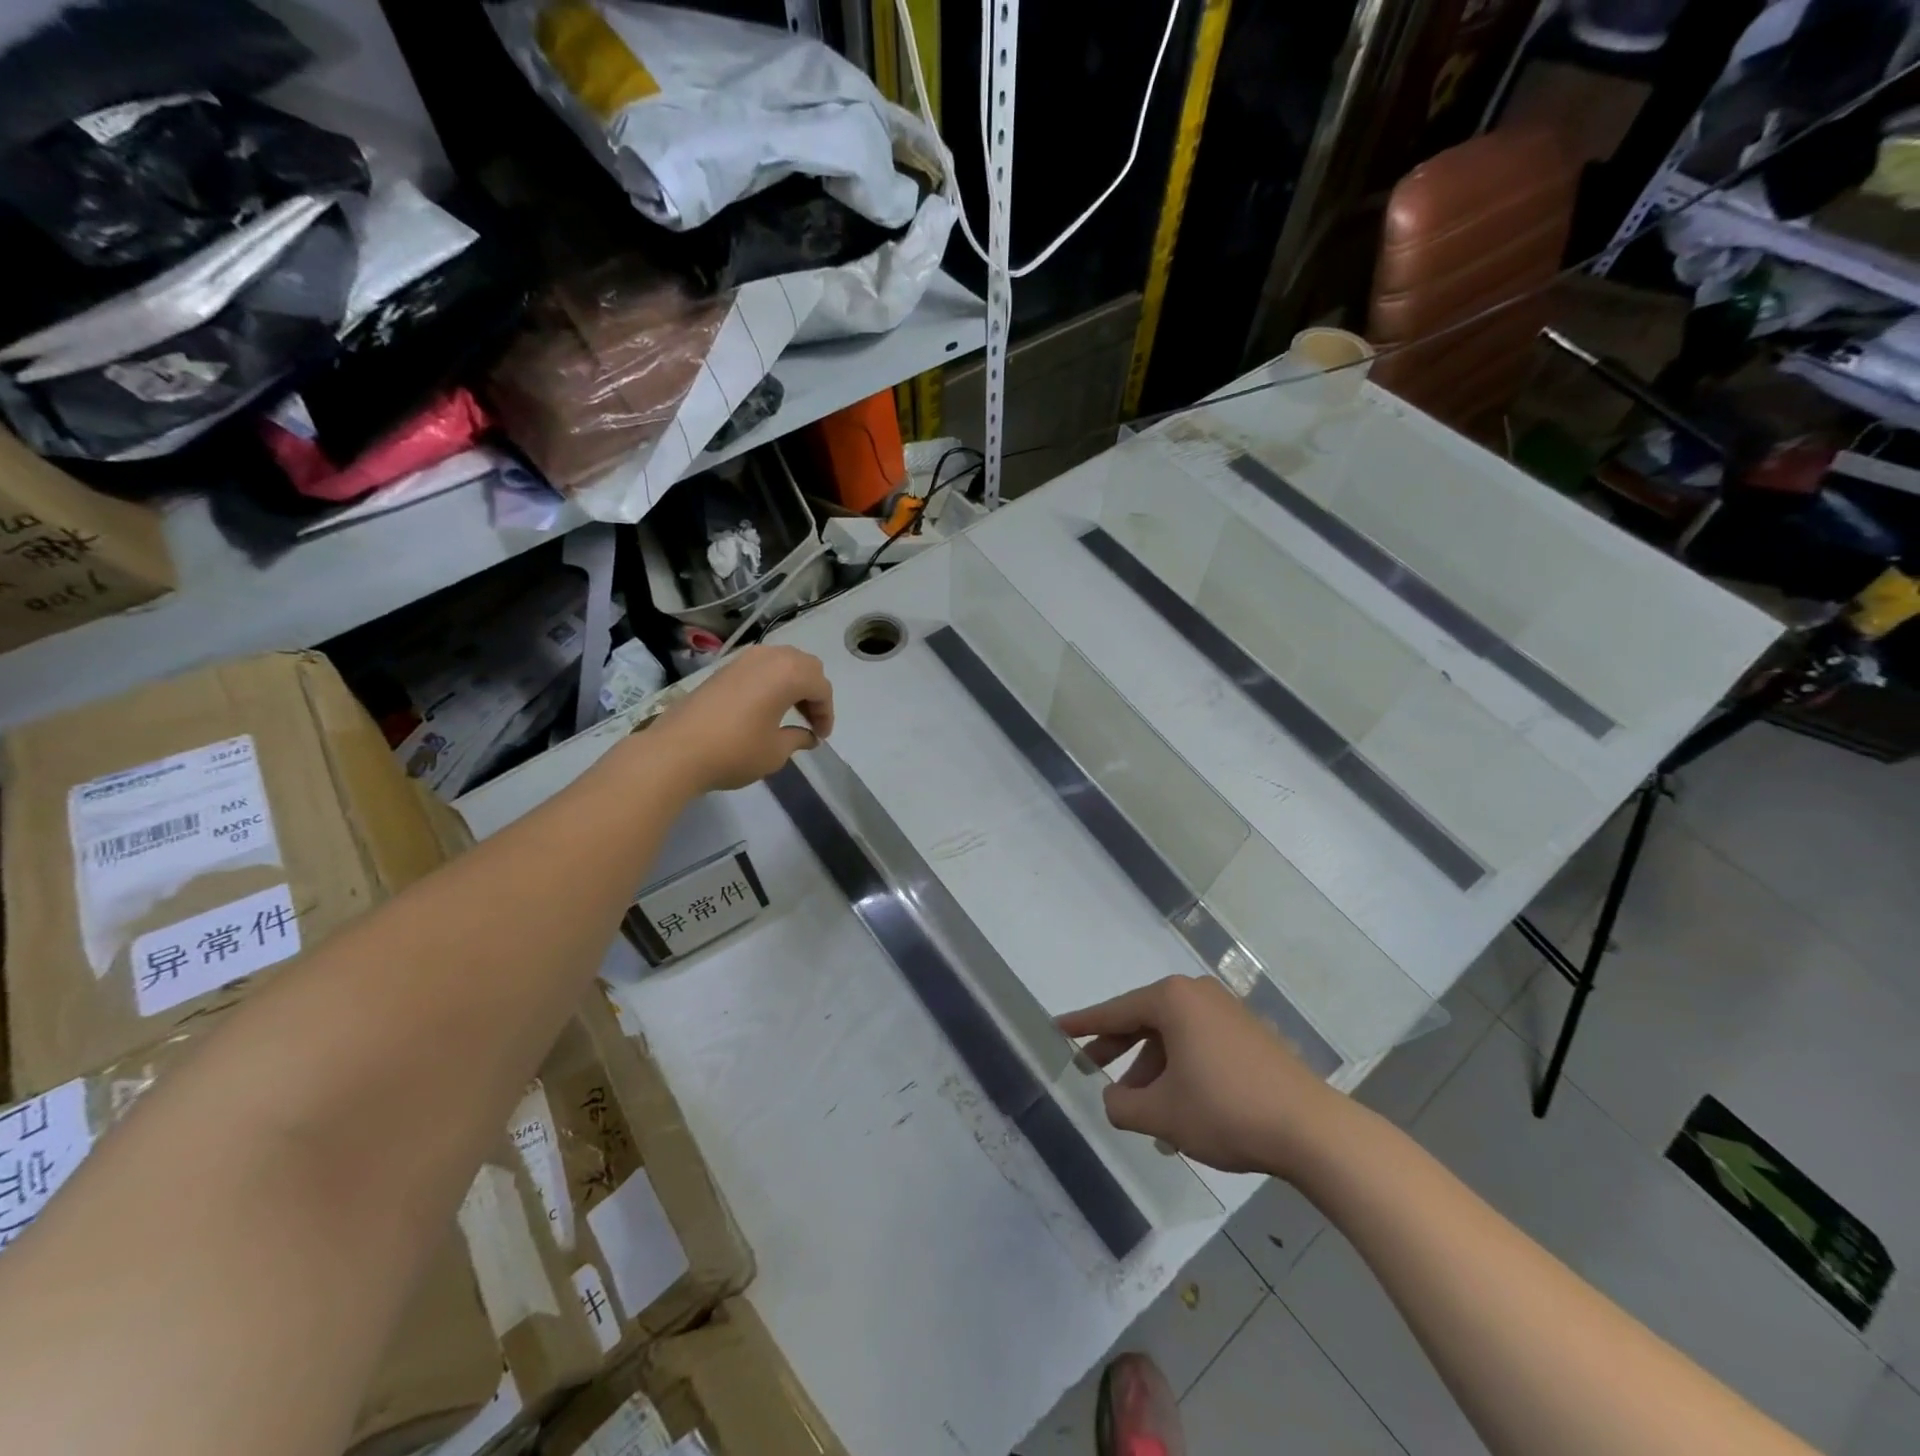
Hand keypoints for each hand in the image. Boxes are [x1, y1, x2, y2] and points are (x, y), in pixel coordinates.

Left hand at [652, 645, 833, 791]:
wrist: (675, 750)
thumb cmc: (734, 751)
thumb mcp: (775, 751)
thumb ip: (798, 738)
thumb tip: (808, 736)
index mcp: (788, 674)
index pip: (821, 688)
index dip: (826, 713)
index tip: (821, 736)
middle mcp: (769, 657)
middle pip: (805, 666)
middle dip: (813, 692)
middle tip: (810, 721)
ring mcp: (743, 659)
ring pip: (783, 661)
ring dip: (793, 683)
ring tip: (790, 712)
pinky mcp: (724, 668)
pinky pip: (761, 666)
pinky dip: (772, 681)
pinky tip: (765, 707)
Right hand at [1058, 975, 1346, 1177]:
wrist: (1312, 1130)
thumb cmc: (1225, 1111)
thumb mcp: (1162, 1114)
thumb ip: (1122, 1106)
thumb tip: (1113, 1099)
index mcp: (1173, 1000)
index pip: (1115, 1011)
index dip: (1084, 1024)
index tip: (1059, 1027)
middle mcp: (1198, 995)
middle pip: (1144, 1021)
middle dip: (1117, 1050)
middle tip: (1089, 1069)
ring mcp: (1228, 1013)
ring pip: (1173, 1038)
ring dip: (1152, 1072)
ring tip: (1141, 1114)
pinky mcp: (1250, 1036)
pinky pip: (1199, 1046)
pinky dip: (1181, 1072)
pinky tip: (1178, 1113)